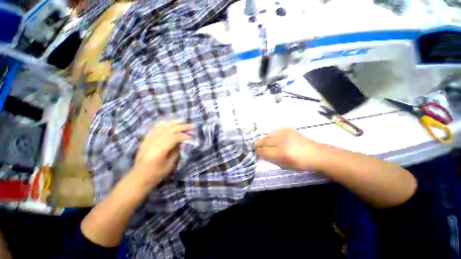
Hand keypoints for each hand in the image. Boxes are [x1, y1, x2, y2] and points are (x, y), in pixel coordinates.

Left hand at [132, 121, 193, 187]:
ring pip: (162, 126)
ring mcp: (147, 139)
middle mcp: (152, 142)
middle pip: (169, 130)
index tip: (192, 136)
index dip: (184, 135)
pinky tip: (170, 123)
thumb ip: (176, 150)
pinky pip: (155, 128)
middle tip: (192, 125)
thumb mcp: (170, 165)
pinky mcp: (145, 139)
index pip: (174, 138)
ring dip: (174, 123)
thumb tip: (182, 141)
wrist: (138, 177)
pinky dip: (164, 124)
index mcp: (159, 151)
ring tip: (183, 121)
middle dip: (182, 126)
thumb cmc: (156, 174)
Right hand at [254, 128, 321, 170]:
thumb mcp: (283, 165)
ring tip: (263, 143)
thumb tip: (261, 154)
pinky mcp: (287, 129)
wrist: (315, 153)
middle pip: (263, 141)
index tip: (256, 153)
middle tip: (256, 147)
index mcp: (282, 153)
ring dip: (264, 140)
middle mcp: (282, 141)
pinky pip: (274, 131)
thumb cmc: (299, 163)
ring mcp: (285, 133)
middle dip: (258, 145)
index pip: (263, 151)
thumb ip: (270, 159)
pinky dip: (271, 136)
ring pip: (267, 135)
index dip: (257, 152)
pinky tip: (272, 139)